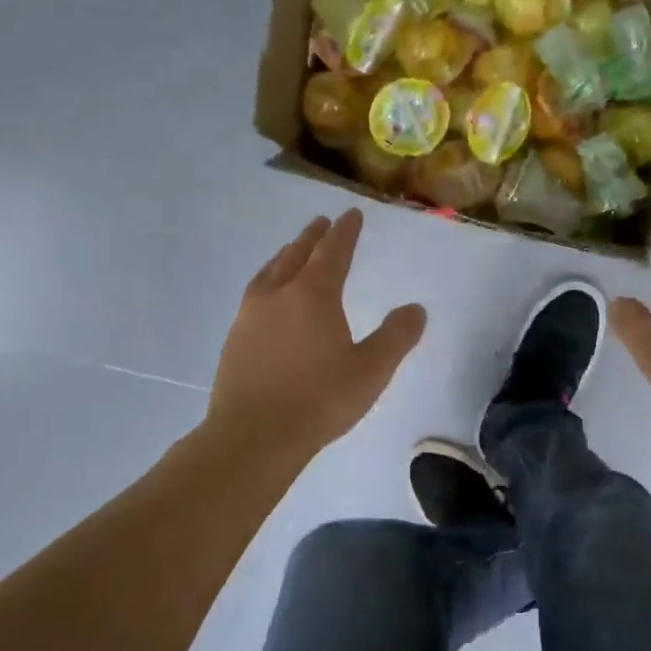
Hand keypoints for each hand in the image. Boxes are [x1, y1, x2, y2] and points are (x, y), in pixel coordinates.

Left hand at [209, 210, 426, 457]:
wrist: (253, 436)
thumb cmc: (319, 400)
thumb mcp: (371, 370)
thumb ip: (396, 337)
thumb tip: (416, 309)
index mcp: (313, 295)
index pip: (333, 252)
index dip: (345, 232)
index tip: (351, 214)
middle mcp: (278, 295)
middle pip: (296, 254)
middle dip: (313, 237)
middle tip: (322, 222)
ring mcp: (250, 315)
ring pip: (270, 272)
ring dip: (286, 256)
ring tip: (293, 251)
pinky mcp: (234, 338)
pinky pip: (254, 293)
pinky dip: (268, 281)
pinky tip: (269, 297)